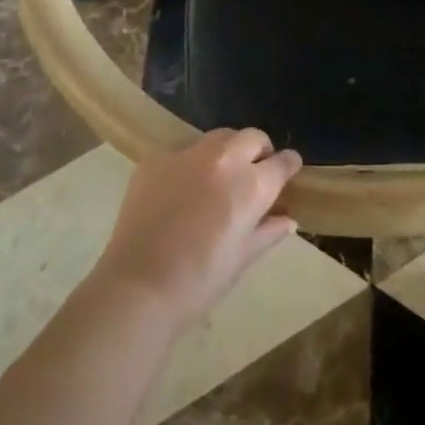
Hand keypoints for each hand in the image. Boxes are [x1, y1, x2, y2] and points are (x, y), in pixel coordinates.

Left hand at [91, 130, 302, 331]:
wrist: (137, 288)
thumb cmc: (198, 282)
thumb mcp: (242, 259)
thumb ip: (268, 232)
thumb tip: (288, 219)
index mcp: (252, 185)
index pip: (283, 160)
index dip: (288, 166)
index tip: (287, 172)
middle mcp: (225, 159)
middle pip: (253, 137)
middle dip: (259, 151)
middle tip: (252, 173)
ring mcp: (188, 154)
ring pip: (219, 137)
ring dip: (226, 151)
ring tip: (216, 177)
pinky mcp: (157, 158)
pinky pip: (183, 150)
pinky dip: (190, 163)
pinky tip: (180, 189)